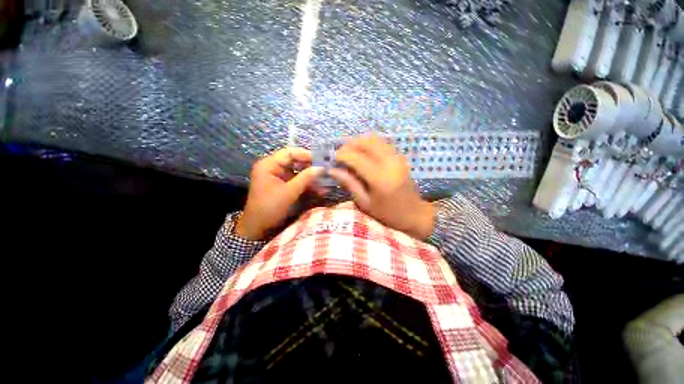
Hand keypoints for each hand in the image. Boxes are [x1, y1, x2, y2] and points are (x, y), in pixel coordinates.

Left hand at [235, 148, 323, 239]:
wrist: (258, 228)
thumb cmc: (270, 208)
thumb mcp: (289, 192)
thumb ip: (305, 178)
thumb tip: (321, 168)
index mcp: (269, 165)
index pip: (290, 153)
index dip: (306, 155)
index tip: (321, 160)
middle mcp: (274, 168)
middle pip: (296, 162)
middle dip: (311, 167)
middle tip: (326, 170)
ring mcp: (279, 177)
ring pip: (299, 172)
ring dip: (311, 178)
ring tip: (326, 182)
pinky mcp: (284, 186)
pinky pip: (298, 181)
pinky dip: (308, 185)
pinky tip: (320, 190)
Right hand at [329, 134, 434, 239]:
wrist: (413, 214)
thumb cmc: (387, 214)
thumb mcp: (364, 202)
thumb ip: (349, 183)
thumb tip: (332, 170)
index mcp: (380, 178)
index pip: (356, 158)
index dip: (341, 155)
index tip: (331, 157)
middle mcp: (390, 163)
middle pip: (366, 142)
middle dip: (349, 145)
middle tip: (340, 154)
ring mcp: (397, 157)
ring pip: (375, 139)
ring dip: (359, 142)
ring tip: (350, 153)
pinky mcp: (400, 157)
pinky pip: (382, 143)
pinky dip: (369, 144)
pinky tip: (363, 154)